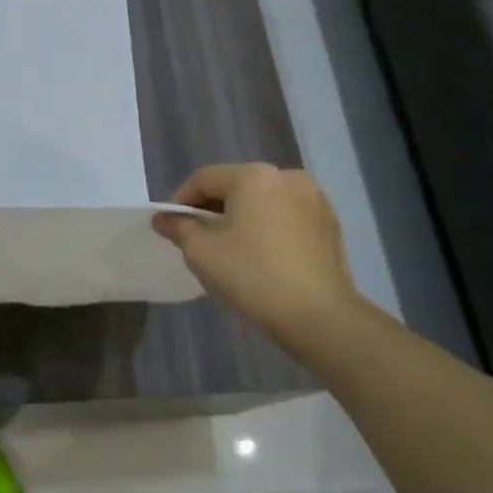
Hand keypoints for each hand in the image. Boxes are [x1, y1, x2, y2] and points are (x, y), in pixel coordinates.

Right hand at [152, 165, 360, 343]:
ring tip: (228, 246)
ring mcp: (313, 199)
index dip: (180, 200)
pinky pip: (286, 216)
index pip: (204, 179)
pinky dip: (267, 226)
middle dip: (211, 208)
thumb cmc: (253, 276)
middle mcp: (286, 176)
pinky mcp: (329, 223)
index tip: (169, 225)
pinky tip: (260, 253)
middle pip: (235, 186)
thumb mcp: (202, 252)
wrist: (320, 317)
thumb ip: (179, 228)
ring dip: (240, 217)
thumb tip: (163, 218)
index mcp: (253, 175)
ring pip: (262, 200)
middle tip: (195, 237)